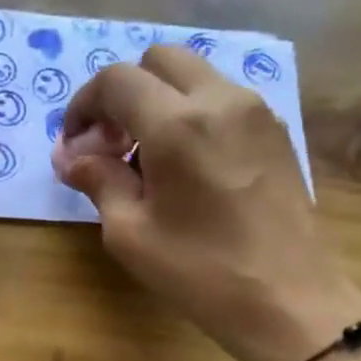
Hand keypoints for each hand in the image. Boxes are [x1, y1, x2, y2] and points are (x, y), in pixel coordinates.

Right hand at [53, 44, 360, 360]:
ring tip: (147, 158)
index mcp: (177, 124)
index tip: (76, 146)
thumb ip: (97, 180)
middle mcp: (220, 100)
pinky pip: (221, 98)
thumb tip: (70, 156)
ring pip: (193, 75)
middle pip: (158, 60)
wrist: (289, 300)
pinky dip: (191, 113)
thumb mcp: (130, 233)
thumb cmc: (200, 272)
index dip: (84, 106)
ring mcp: (255, 111)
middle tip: (111, 144)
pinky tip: (185, 165)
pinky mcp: (276, 130)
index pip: (116, 80)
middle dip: (123, 93)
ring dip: (158, 101)